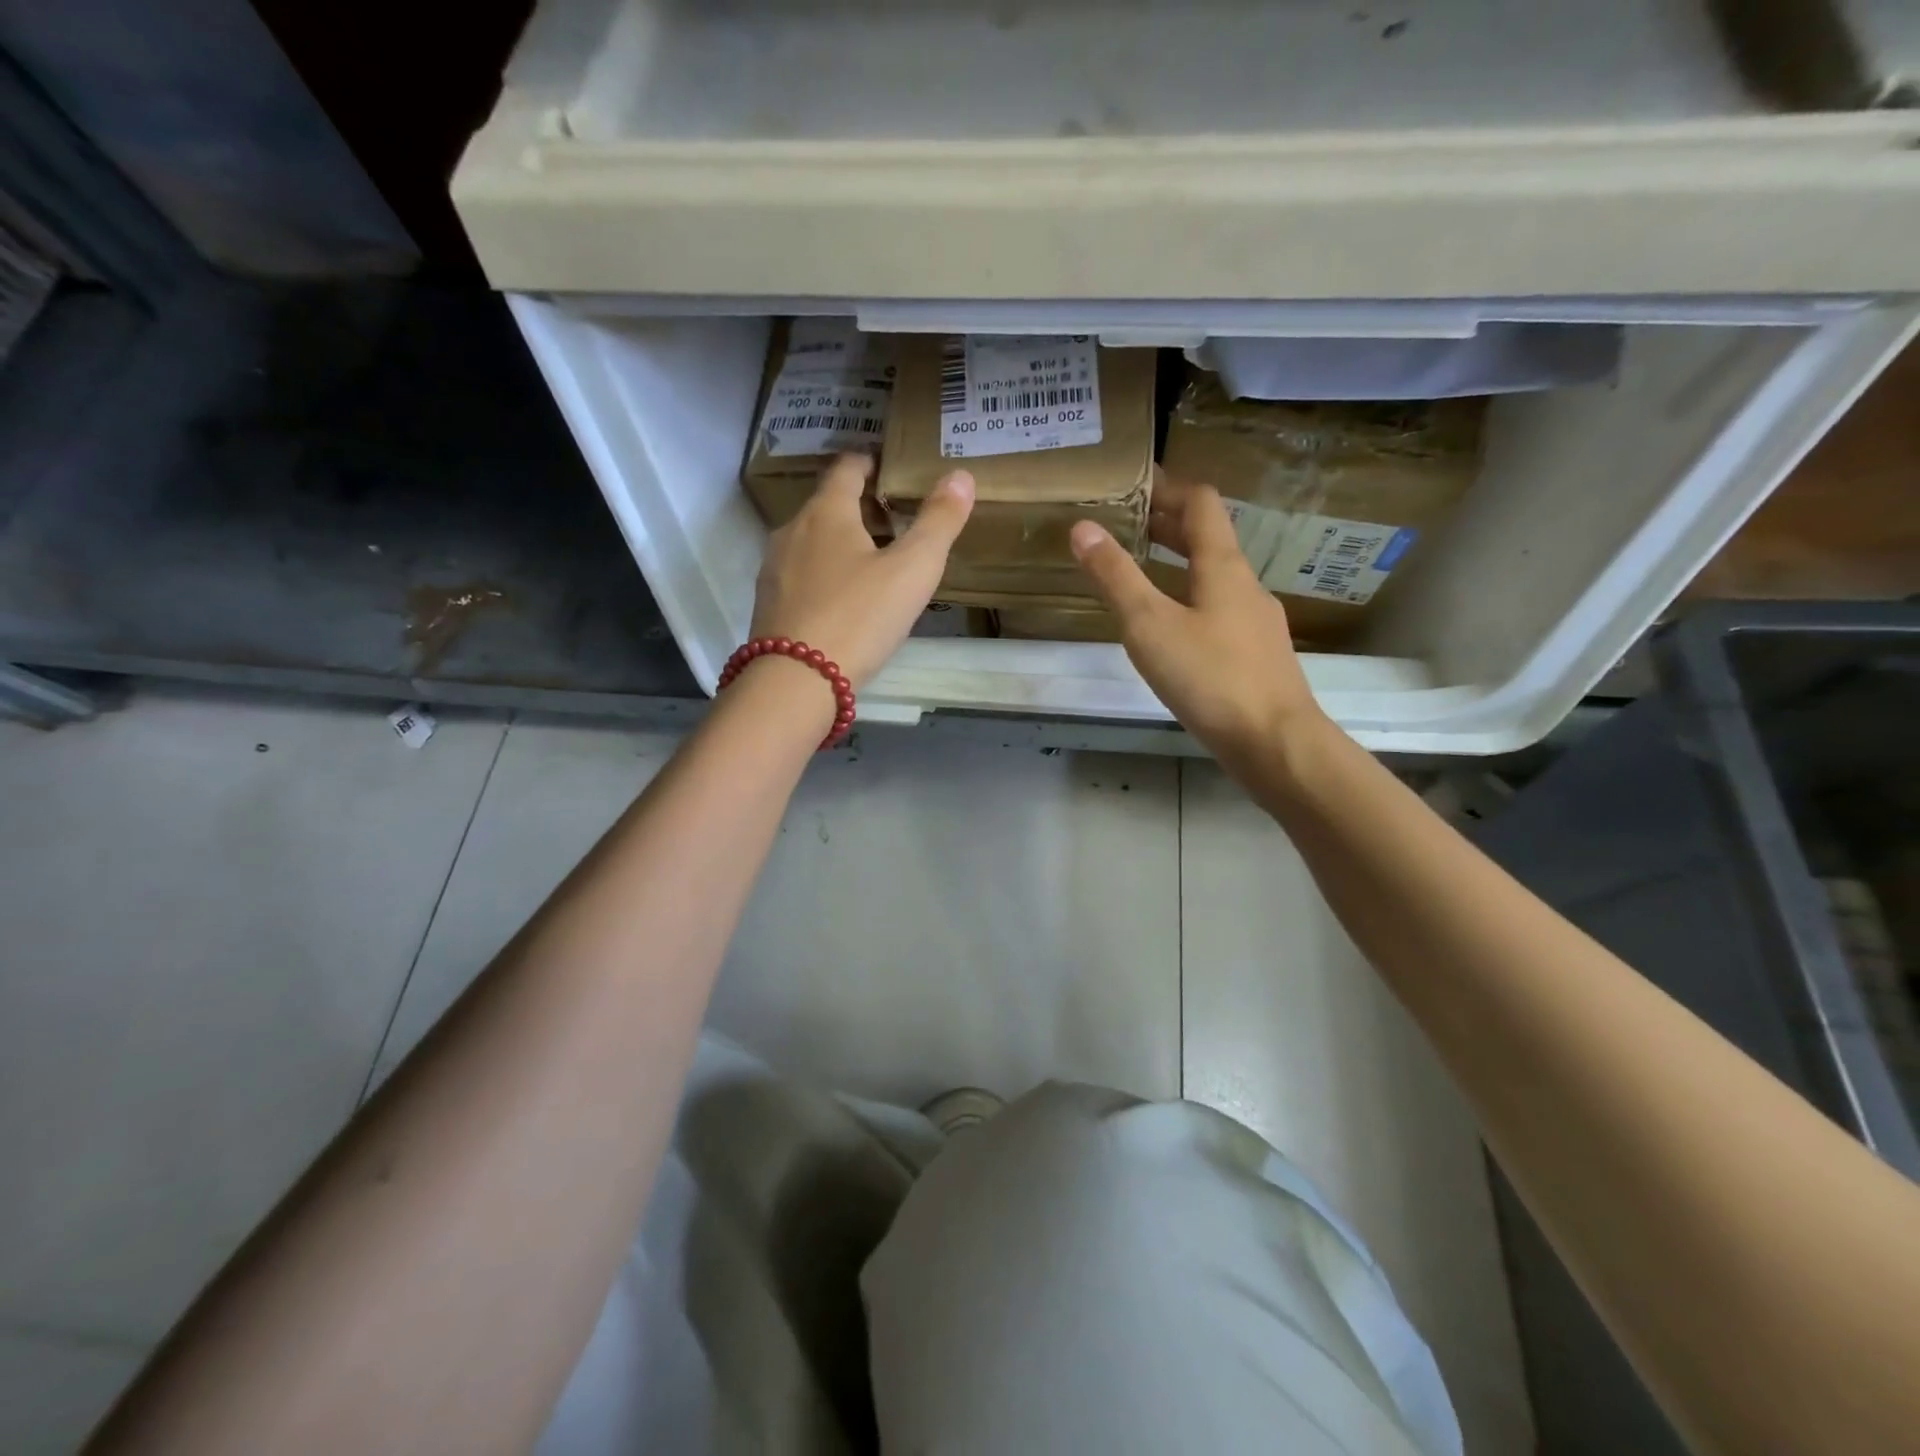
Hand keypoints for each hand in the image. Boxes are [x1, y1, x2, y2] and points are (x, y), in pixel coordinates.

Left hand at [750, 454, 974, 686]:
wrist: (794, 681)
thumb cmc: (859, 618)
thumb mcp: (912, 571)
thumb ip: (938, 522)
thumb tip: (961, 475)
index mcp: (827, 512)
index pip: (846, 467)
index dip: (869, 461)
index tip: (888, 465)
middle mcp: (792, 530)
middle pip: (827, 504)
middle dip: (858, 506)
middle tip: (893, 520)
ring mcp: (773, 567)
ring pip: (811, 541)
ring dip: (839, 542)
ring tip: (871, 562)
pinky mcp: (768, 602)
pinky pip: (800, 574)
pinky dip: (823, 573)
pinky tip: (842, 599)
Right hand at [1070, 478, 1326, 768]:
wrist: (1275, 743)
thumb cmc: (1210, 678)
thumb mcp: (1150, 626)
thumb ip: (1116, 578)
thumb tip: (1083, 528)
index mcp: (1223, 567)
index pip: (1200, 503)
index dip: (1168, 486)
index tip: (1133, 482)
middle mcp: (1245, 586)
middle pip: (1209, 539)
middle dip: (1168, 524)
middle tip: (1125, 522)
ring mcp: (1255, 622)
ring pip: (1214, 577)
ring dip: (1179, 563)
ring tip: (1141, 570)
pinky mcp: (1255, 655)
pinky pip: (1219, 609)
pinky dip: (1190, 599)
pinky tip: (1170, 629)